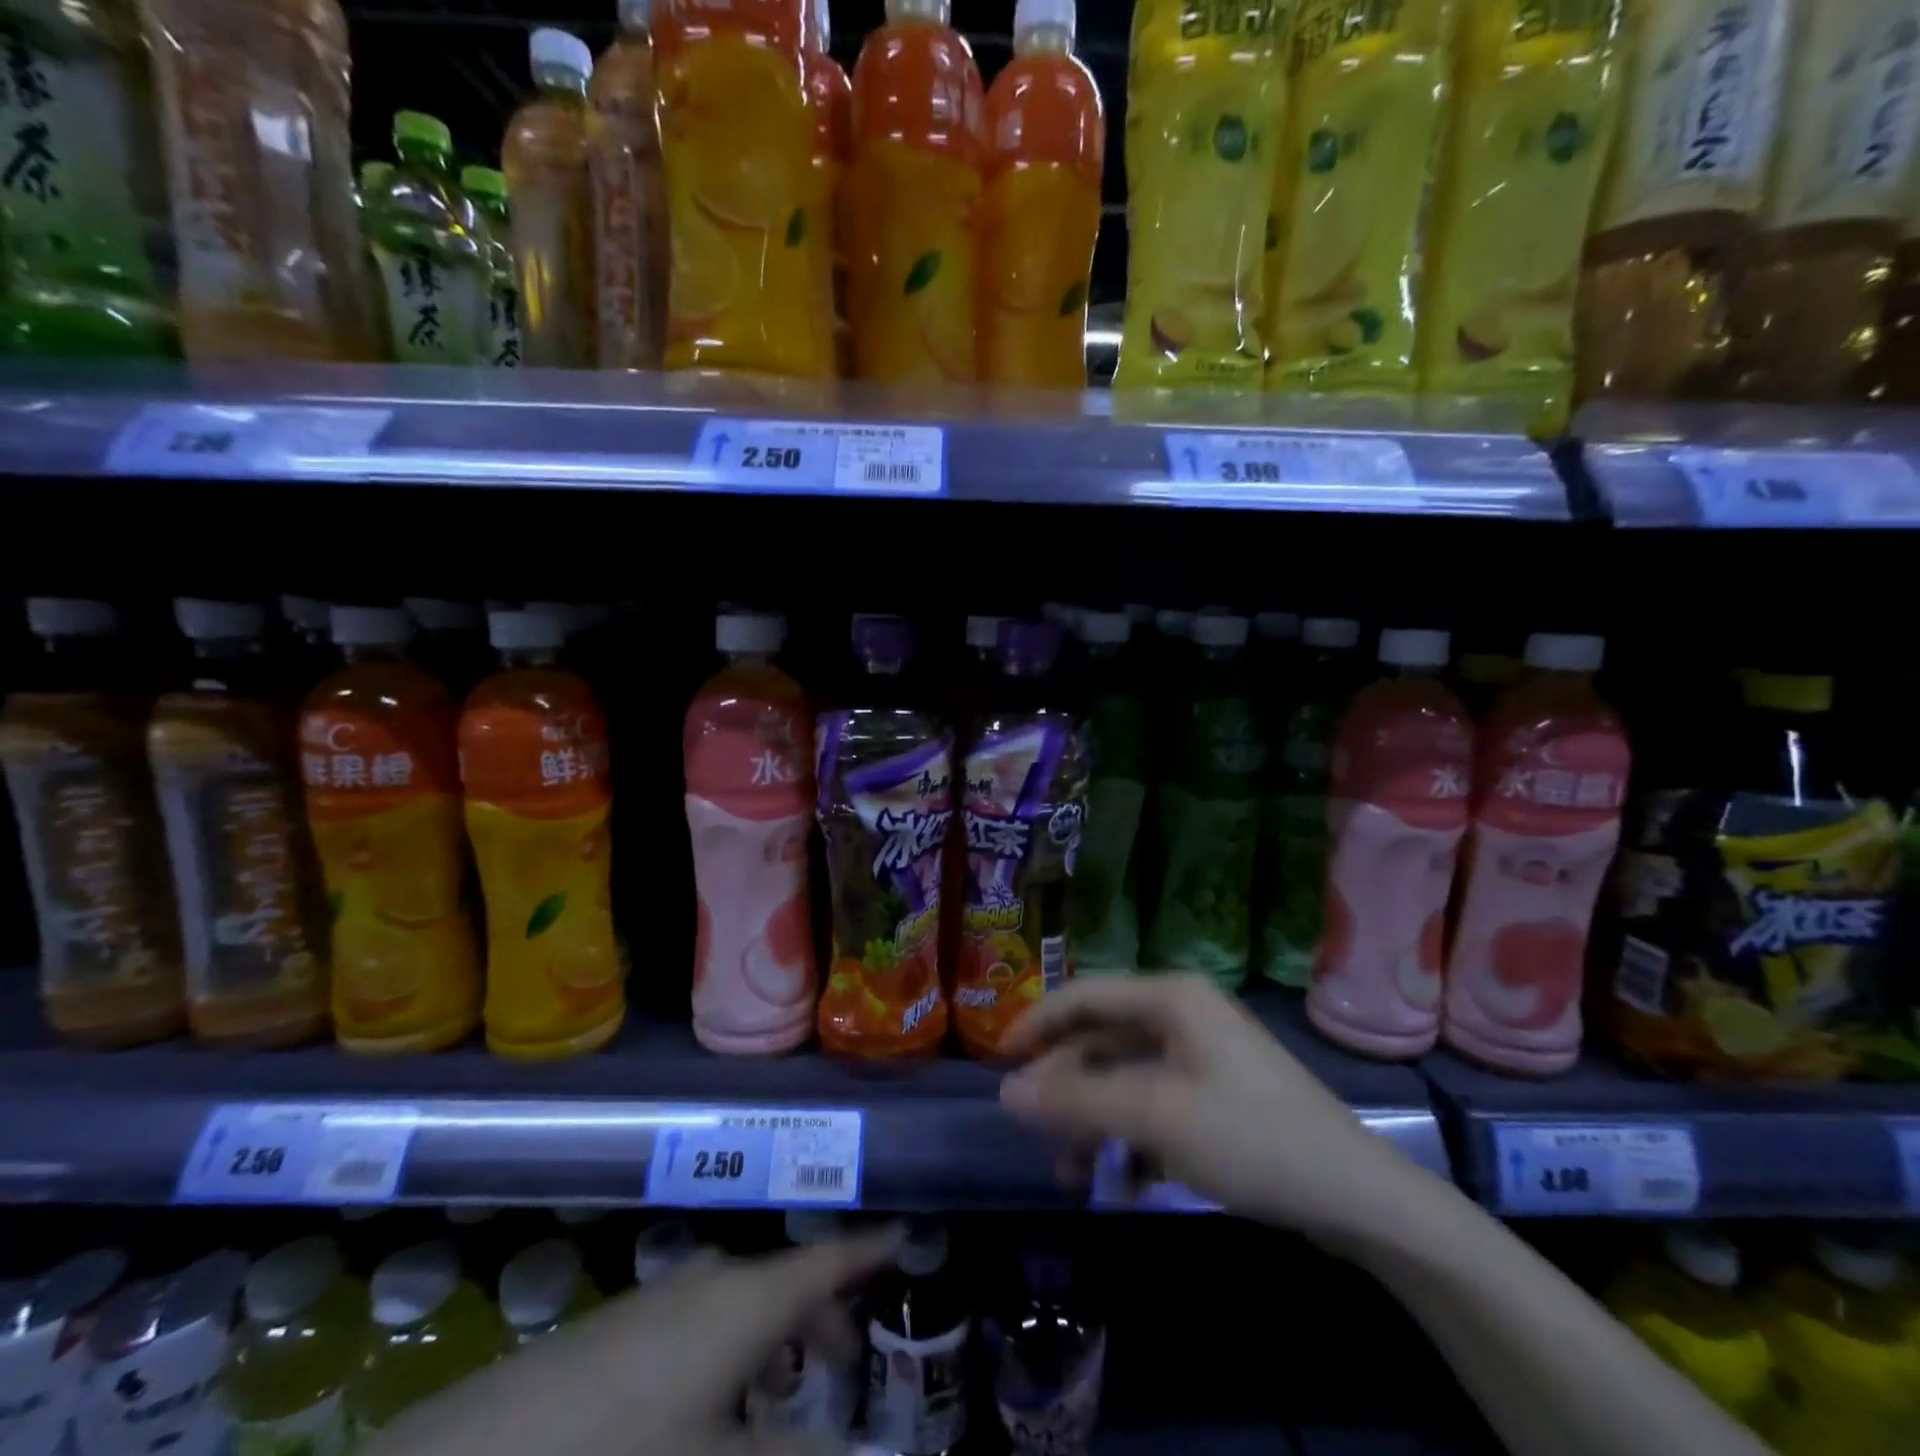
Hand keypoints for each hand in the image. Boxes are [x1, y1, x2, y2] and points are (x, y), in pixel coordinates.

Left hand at [364, 1227, 901, 1455]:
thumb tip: (860, 1453)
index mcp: (744, 1300)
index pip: (825, 1260)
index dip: (867, 1249)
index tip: (903, 1231)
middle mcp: (707, 1282)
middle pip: (784, 1278)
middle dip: (823, 1308)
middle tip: (849, 1354)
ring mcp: (656, 1301)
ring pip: (740, 1298)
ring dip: (774, 1330)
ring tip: (785, 1382)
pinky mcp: (616, 1329)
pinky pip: (699, 1317)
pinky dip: (729, 1345)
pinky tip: (709, 1401)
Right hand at [998, 975, 1431, 1243]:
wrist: (1358, 1197)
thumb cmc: (1251, 1137)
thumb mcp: (1155, 1116)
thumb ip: (1077, 1101)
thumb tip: (1006, 1092)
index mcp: (1170, 998)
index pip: (1083, 995)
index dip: (1036, 1023)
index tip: (998, 1061)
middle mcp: (1182, 1014)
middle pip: (1101, 1039)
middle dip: (1066, 1087)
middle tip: (1034, 1132)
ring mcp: (1201, 1055)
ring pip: (1124, 1077)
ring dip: (1094, 1120)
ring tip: (1072, 1174)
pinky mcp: (1214, 1095)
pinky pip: (1153, 1104)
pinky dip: (1130, 1137)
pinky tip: (1121, 1181)